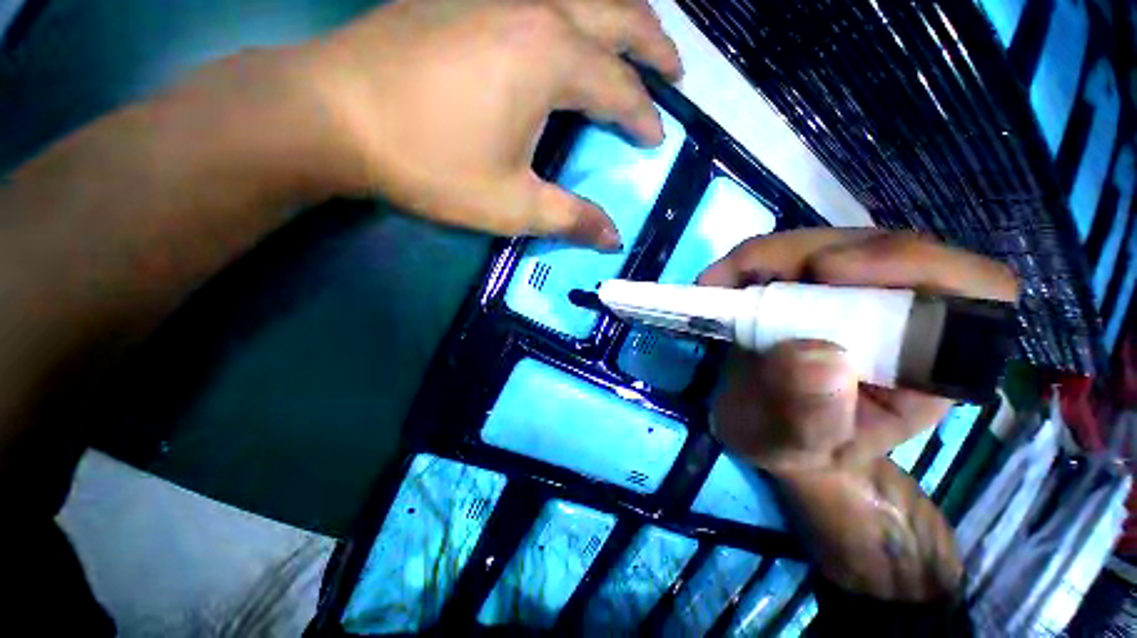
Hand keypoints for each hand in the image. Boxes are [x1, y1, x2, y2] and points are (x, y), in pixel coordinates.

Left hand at [291, 0, 681, 247]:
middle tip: (674, 70)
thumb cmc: (430, 163)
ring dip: (619, 14)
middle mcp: (536, 8)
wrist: (331, 114)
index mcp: (551, 59)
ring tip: (636, 40)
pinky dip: (573, 6)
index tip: (656, 140)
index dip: (643, 117)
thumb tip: (612, 238)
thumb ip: (570, 219)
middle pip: (617, 16)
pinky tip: (571, 20)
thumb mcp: (511, 205)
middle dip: (653, 45)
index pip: (619, 89)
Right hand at [700, 229, 1017, 475]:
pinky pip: (790, 253)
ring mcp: (854, 293)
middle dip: (808, 254)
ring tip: (718, 283)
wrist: (764, 429)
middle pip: (886, 249)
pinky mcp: (812, 284)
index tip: (826, 272)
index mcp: (930, 364)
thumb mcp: (794, 445)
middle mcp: (904, 316)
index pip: (973, 290)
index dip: (914, 264)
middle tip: (741, 275)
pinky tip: (721, 281)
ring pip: (831, 242)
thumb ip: (810, 415)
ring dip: (768, 256)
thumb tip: (816, 356)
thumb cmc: (792, 447)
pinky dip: (749, 260)